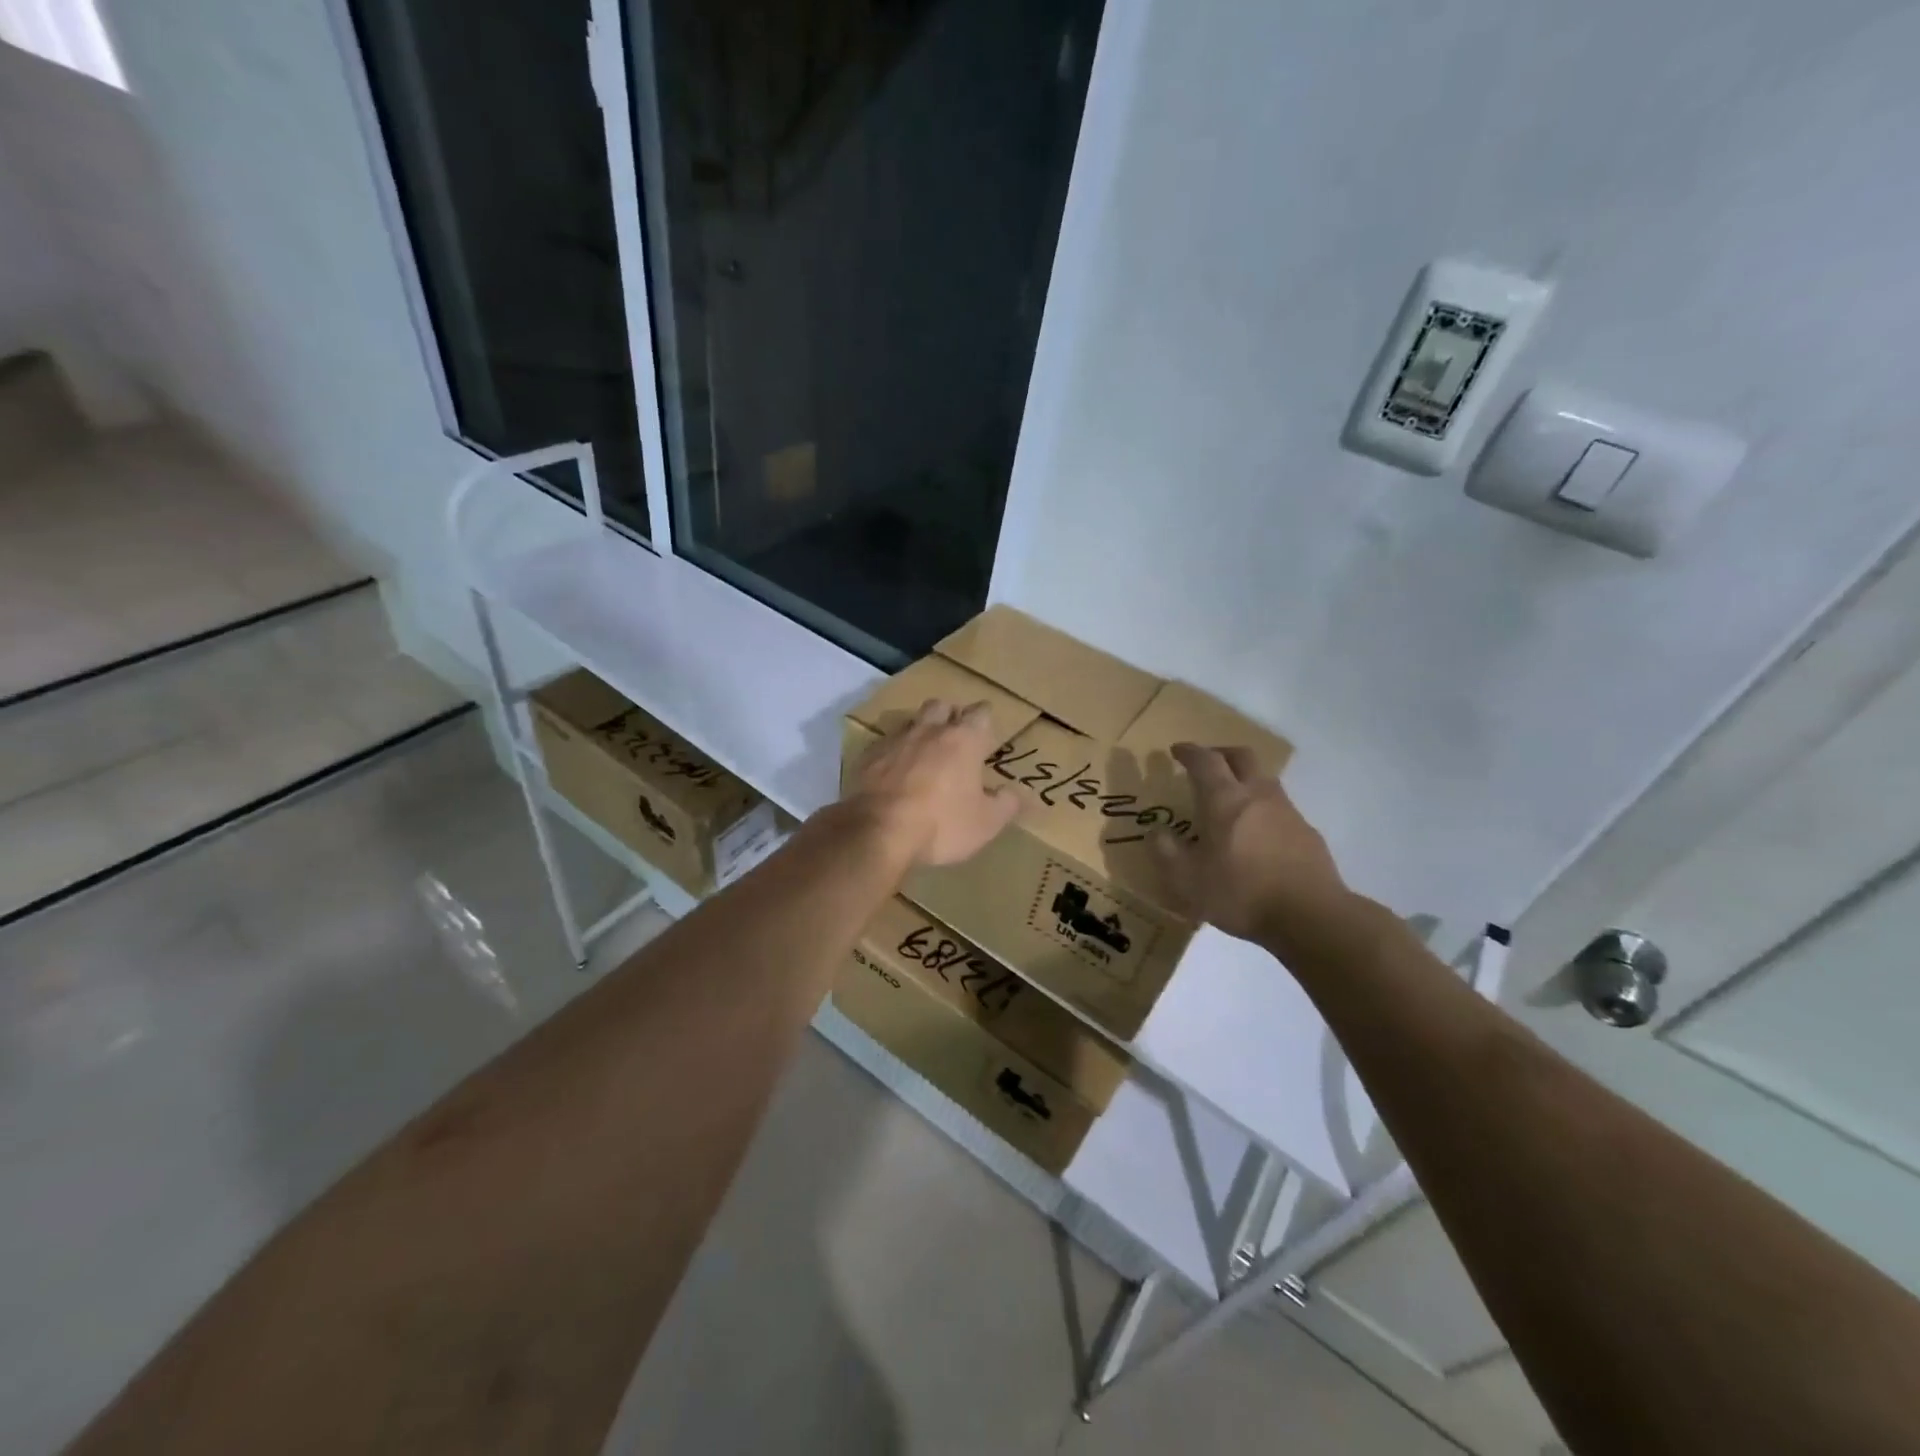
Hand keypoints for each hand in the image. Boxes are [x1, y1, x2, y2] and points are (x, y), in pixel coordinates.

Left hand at [845, 699, 1020, 867]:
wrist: (877, 831)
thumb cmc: (941, 824)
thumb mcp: (986, 823)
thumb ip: (1006, 804)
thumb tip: (1016, 792)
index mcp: (963, 740)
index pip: (981, 713)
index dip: (985, 720)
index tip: (987, 732)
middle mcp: (929, 730)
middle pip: (941, 706)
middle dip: (950, 715)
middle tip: (955, 737)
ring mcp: (895, 740)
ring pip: (911, 722)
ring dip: (920, 732)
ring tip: (924, 755)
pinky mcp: (867, 756)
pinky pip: (885, 745)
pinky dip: (893, 754)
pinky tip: (894, 773)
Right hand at [1152, 743, 1353, 952]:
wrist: (1310, 916)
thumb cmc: (1240, 893)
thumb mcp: (1187, 880)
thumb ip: (1166, 852)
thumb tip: (1156, 831)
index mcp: (1224, 800)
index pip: (1205, 760)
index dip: (1189, 752)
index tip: (1177, 750)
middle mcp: (1257, 795)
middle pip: (1241, 757)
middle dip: (1221, 753)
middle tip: (1206, 763)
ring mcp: (1287, 811)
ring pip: (1264, 779)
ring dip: (1245, 779)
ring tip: (1231, 799)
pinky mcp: (1307, 833)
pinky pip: (1280, 807)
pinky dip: (1263, 808)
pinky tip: (1257, 834)